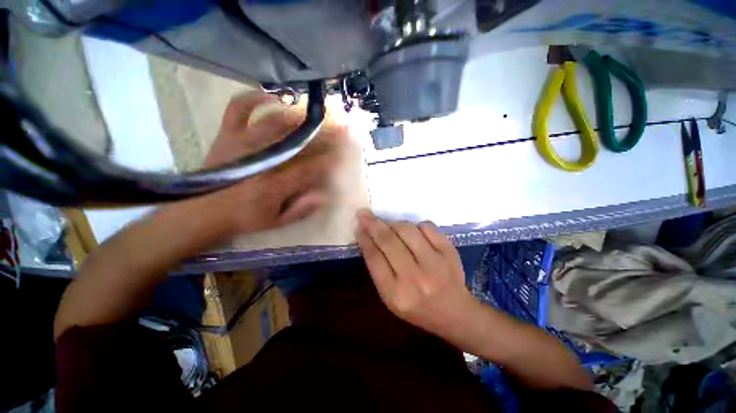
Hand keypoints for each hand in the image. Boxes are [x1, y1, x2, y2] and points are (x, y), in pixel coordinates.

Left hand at [179, 91, 347, 236]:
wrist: (202, 211)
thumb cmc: (244, 218)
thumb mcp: (277, 221)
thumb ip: (302, 208)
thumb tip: (326, 194)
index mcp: (275, 183)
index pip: (312, 167)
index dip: (332, 159)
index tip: (346, 152)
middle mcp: (262, 159)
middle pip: (300, 140)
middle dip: (325, 133)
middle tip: (342, 126)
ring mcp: (243, 142)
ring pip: (276, 121)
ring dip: (301, 116)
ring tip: (318, 112)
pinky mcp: (228, 134)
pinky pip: (239, 108)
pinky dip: (255, 97)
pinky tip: (273, 97)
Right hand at [355, 210, 476, 338]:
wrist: (454, 312)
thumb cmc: (416, 307)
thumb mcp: (390, 297)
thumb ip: (378, 268)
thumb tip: (368, 237)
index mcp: (395, 294)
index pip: (374, 258)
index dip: (364, 238)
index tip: (359, 225)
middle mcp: (415, 278)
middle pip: (389, 241)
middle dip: (373, 224)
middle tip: (365, 214)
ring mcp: (435, 263)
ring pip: (407, 230)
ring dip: (394, 223)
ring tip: (389, 224)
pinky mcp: (449, 252)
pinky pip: (427, 227)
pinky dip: (416, 225)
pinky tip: (413, 231)